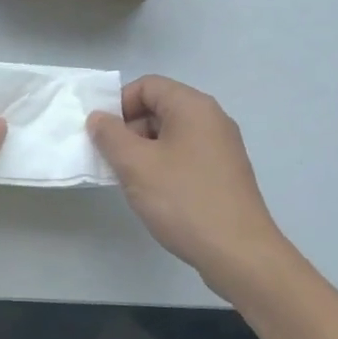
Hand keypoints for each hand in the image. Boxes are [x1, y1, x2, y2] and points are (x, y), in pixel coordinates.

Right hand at [88, 76, 291, 292]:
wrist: (238, 253)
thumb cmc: (183, 200)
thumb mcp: (136, 165)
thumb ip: (110, 136)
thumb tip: (99, 118)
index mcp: (193, 106)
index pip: (147, 85)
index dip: (118, 104)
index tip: (102, 136)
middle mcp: (212, 119)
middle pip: (159, 108)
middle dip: (129, 129)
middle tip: (112, 161)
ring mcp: (222, 147)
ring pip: (171, 134)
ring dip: (144, 151)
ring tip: (131, 181)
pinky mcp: (225, 173)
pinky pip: (185, 155)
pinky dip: (164, 166)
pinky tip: (155, 195)